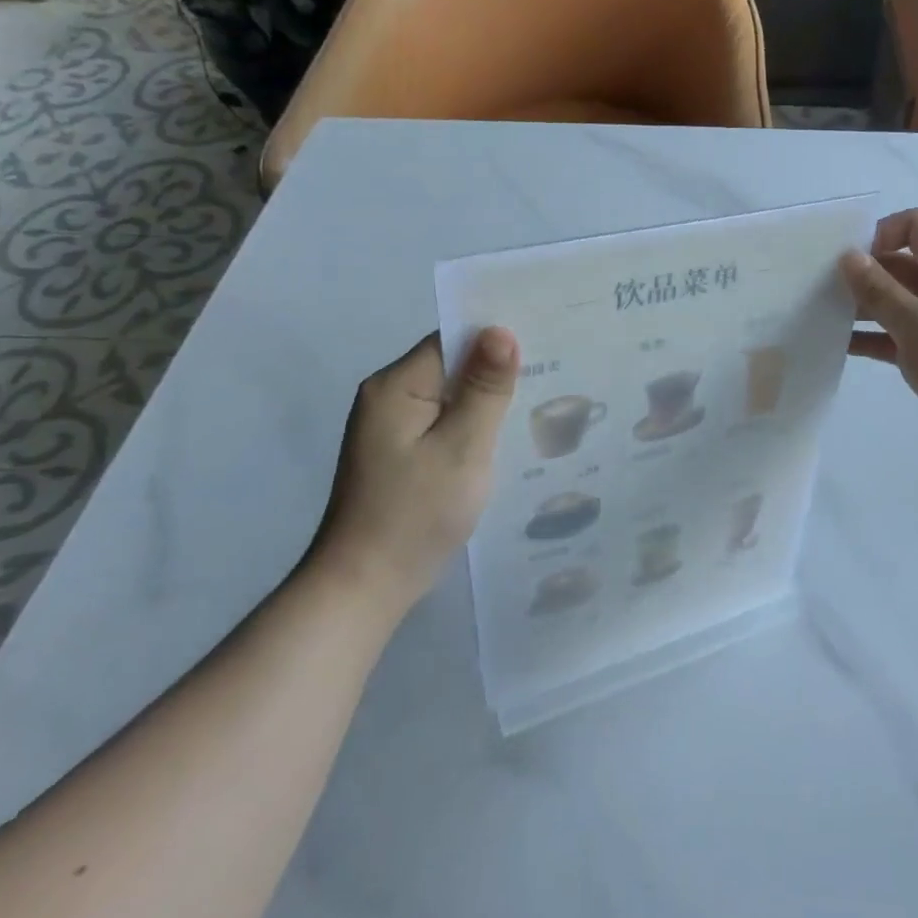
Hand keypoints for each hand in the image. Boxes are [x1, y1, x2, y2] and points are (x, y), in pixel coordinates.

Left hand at [307, 328, 518, 619]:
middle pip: (452, 367)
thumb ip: (485, 388)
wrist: (364, 587)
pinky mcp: (399, 455)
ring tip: (538, 404)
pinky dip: (472, 427)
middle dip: (496, 372)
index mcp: (396, 386)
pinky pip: (443, 424)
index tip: (543, 344)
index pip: (452, 340)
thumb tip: (500, 330)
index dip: (496, 340)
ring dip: (486, 402)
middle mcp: (388, 398)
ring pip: (451, 398)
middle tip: (553, 375)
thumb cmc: (415, 513)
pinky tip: (503, 440)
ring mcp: (391, 429)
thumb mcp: (463, 447)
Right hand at [843, 209, 917, 466]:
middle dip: (864, 274)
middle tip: (821, 292)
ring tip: (823, 319)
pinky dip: (877, 337)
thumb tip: (849, 256)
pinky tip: (842, 347)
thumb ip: (879, 290)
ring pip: (900, 301)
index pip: (916, 225)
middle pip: (903, 263)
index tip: (848, 263)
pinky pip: (903, 334)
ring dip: (866, 308)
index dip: (880, 234)